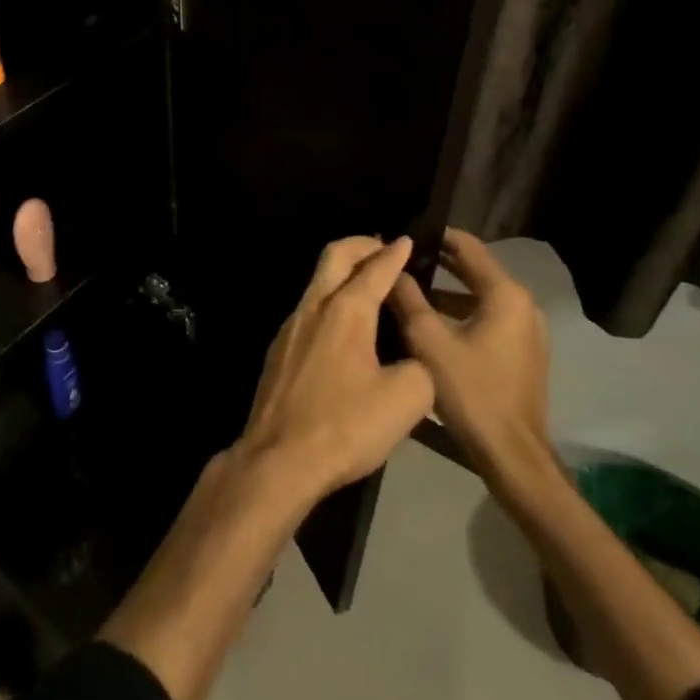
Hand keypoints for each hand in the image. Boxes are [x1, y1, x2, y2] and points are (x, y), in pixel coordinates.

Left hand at [235, 236, 435, 501]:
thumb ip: (420, 367)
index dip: (394, 253)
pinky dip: (330, 301)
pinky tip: (344, 327)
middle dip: (361, 245)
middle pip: (334, 257)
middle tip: (383, 249)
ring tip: (369, 285)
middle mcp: (313, 308)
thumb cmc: (345, 426)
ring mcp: (290, 328)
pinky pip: (309, 309)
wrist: (278, 459)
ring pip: (317, 282)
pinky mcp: (279, 350)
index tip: (407, 240)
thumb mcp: (405, 400)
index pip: (374, 269)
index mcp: (345, 312)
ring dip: (343, 273)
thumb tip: (415, 360)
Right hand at [387, 228, 551, 478]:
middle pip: (475, 270)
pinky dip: (460, 314)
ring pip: (479, 297)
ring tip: (406, 290)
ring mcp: (526, 330)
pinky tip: (429, 323)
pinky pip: (487, 319)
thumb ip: (407, 298)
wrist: (511, 454)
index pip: (467, 246)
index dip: (434, 236)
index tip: (404, 235)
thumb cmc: (470, 390)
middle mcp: (523, 305)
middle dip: (437, 264)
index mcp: (505, 294)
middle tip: (399, 261)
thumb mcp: (428, 340)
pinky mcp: (522, 352)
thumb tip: (392, 268)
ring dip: (446, 292)